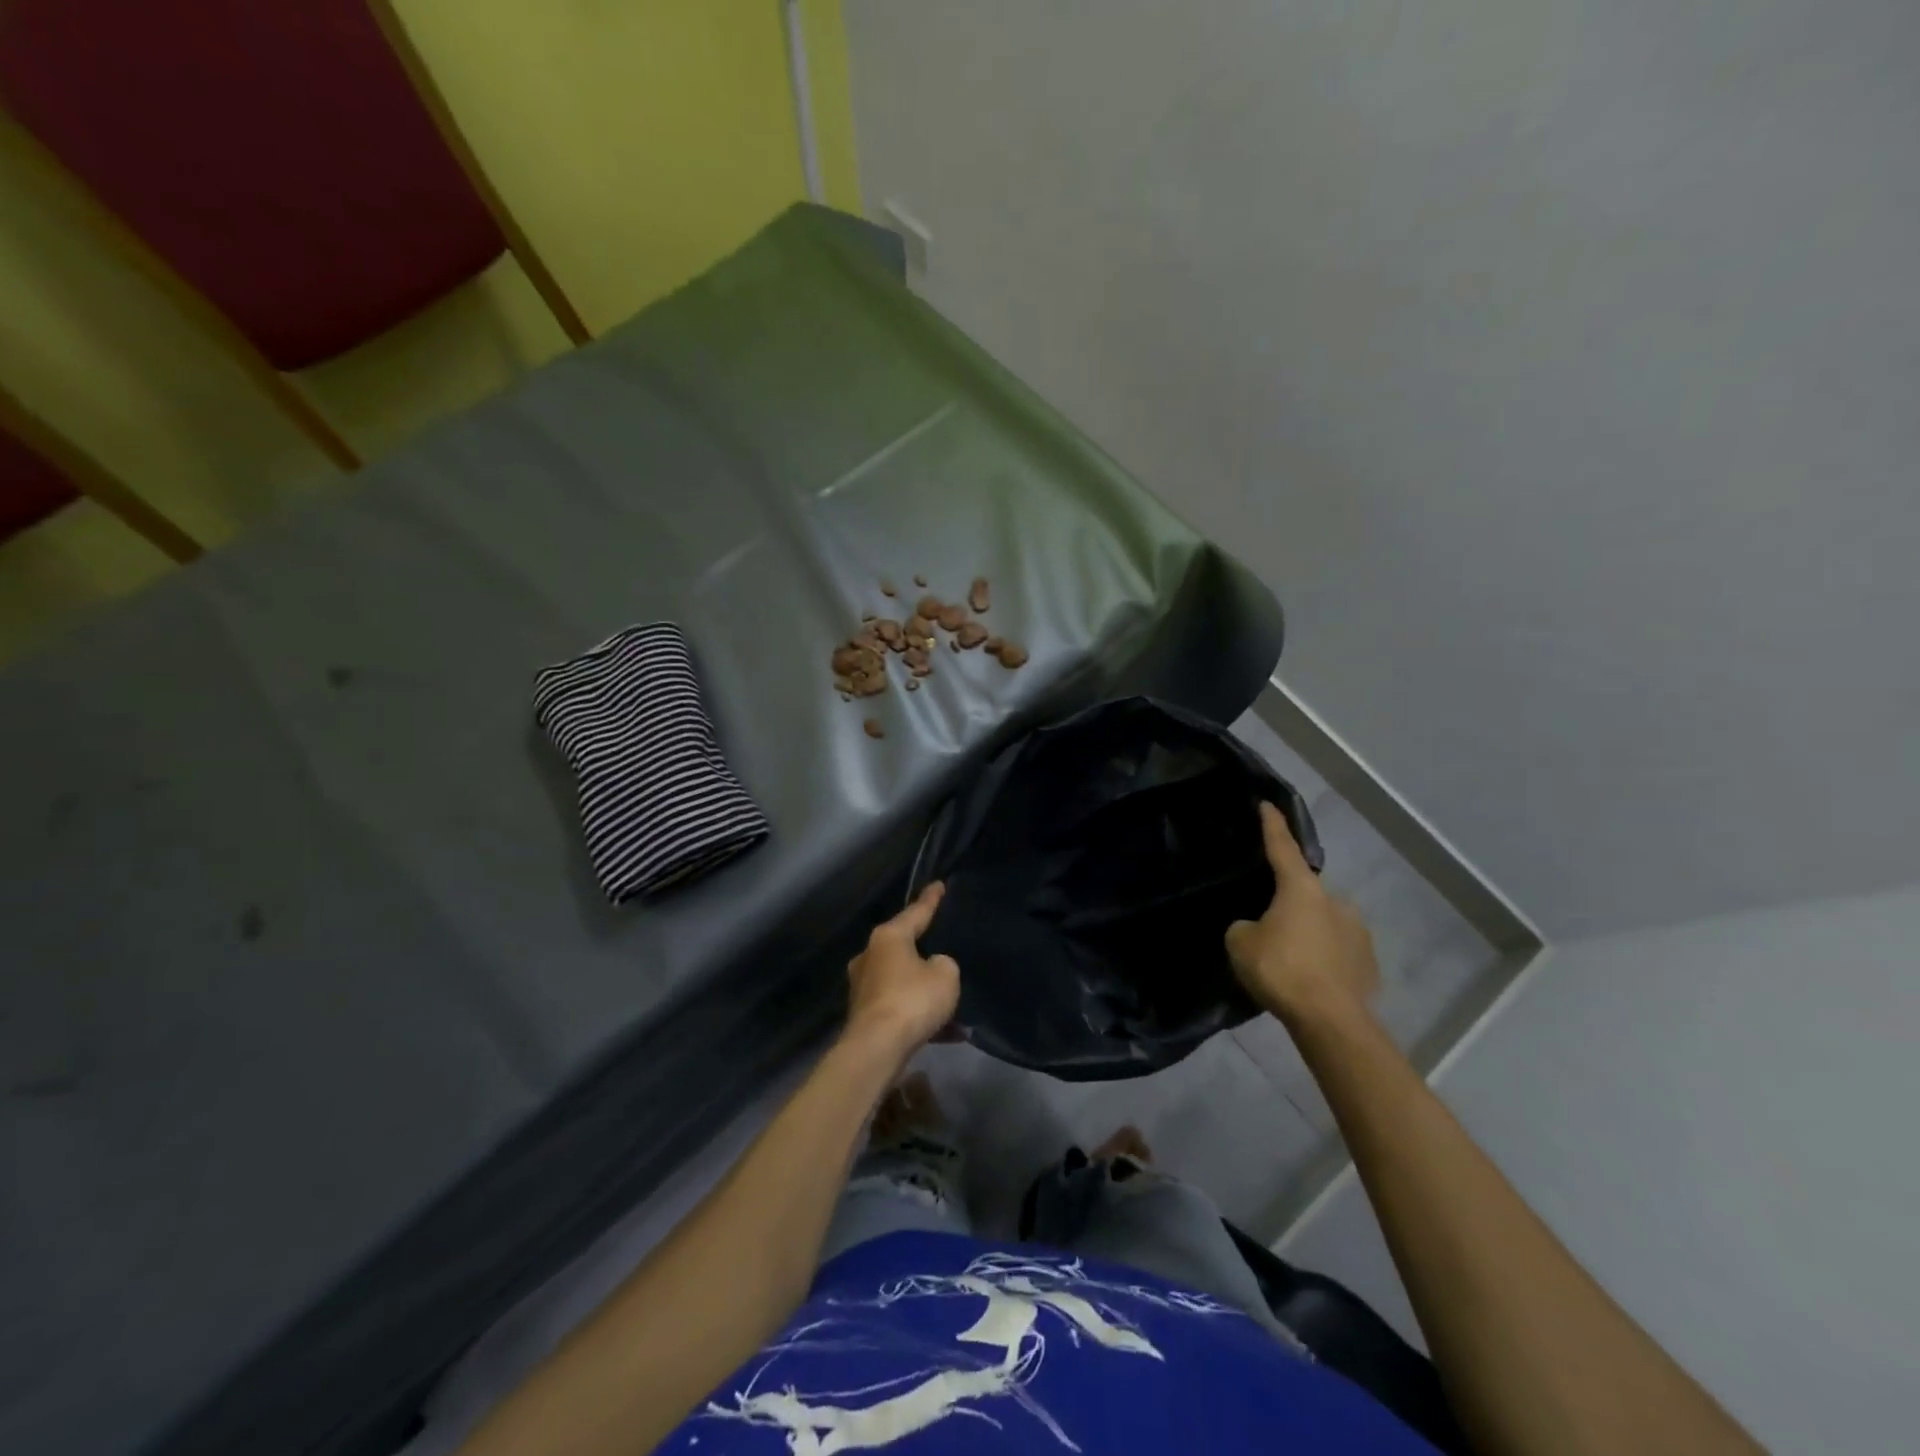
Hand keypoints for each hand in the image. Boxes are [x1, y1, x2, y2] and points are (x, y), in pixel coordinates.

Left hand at [845, 882, 960, 1055]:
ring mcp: (863, 987)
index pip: (915, 912)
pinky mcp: (864, 1015)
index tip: (938, 885)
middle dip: (923, 950)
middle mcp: (870, 956)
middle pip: (903, 947)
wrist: (877, 1049)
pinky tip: (947, 1033)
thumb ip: (944, 965)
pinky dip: (919, 1015)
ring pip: (902, 980)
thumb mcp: (946, 975)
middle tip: (943, 948)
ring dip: (923, 990)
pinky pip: (899, 1007)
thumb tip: (932, 969)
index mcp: (888, 937)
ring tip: (950, 1002)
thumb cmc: (912, 1000)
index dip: (930, 900)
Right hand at [1226, 802, 1379, 1024]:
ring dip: (1307, 931)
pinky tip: (1309, 977)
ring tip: (1289, 956)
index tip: (1267, 804)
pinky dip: (1322, 957)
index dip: (1272, 825)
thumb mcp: (1240, 943)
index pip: (1282, 847)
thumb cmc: (1281, 970)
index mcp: (1301, 889)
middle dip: (1288, 901)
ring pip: (1323, 922)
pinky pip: (1337, 951)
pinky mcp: (1368, 963)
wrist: (1331, 1021)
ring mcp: (1358, 932)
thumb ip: (1246, 926)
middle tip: (1268, 922)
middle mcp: (1335, 901)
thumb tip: (1258, 928)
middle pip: (1304, 892)